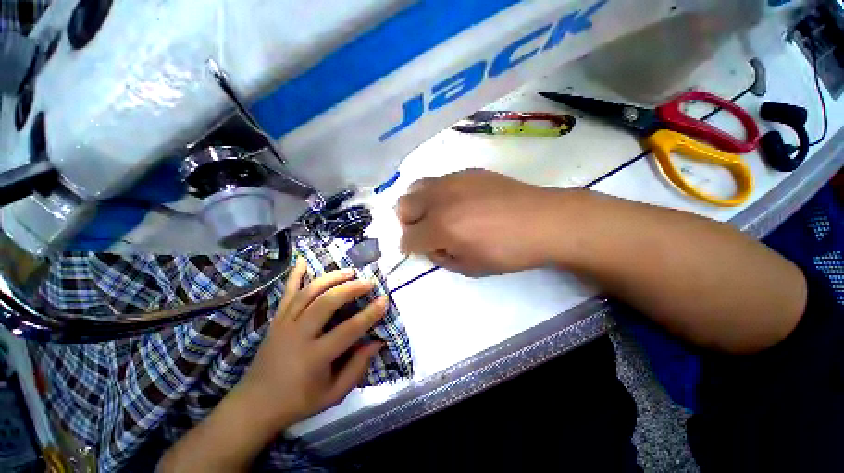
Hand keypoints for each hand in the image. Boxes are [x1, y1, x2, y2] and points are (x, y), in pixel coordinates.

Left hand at [236, 257, 387, 428]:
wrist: (254, 406)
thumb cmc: (298, 402)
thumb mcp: (333, 394)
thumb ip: (357, 368)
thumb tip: (378, 341)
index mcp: (314, 358)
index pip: (348, 330)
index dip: (370, 314)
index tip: (384, 299)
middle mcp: (298, 336)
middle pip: (326, 303)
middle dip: (351, 288)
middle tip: (368, 282)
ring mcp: (284, 325)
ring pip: (309, 293)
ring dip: (331, 278)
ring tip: (349, 271)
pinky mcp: (275, 320)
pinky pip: (287, 293)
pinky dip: (294, 275)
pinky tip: (303, 261)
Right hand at [397, 169, 568, 276]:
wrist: (543, 221)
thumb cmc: (508, 252)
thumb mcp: (470, 268)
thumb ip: (441, 258)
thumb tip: (430, 246)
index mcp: (441, 228)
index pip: (408, 238)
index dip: (409, 247)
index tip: (417, 249)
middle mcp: (440, 200)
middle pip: (403, 206)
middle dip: (408, 223)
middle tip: (425, 231)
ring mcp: (453, 181)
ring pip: (416, 187)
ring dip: (419, 204)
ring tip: (437, 214)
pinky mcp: (466, 172)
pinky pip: (438, 180)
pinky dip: (437, 194)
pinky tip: (457, 202)